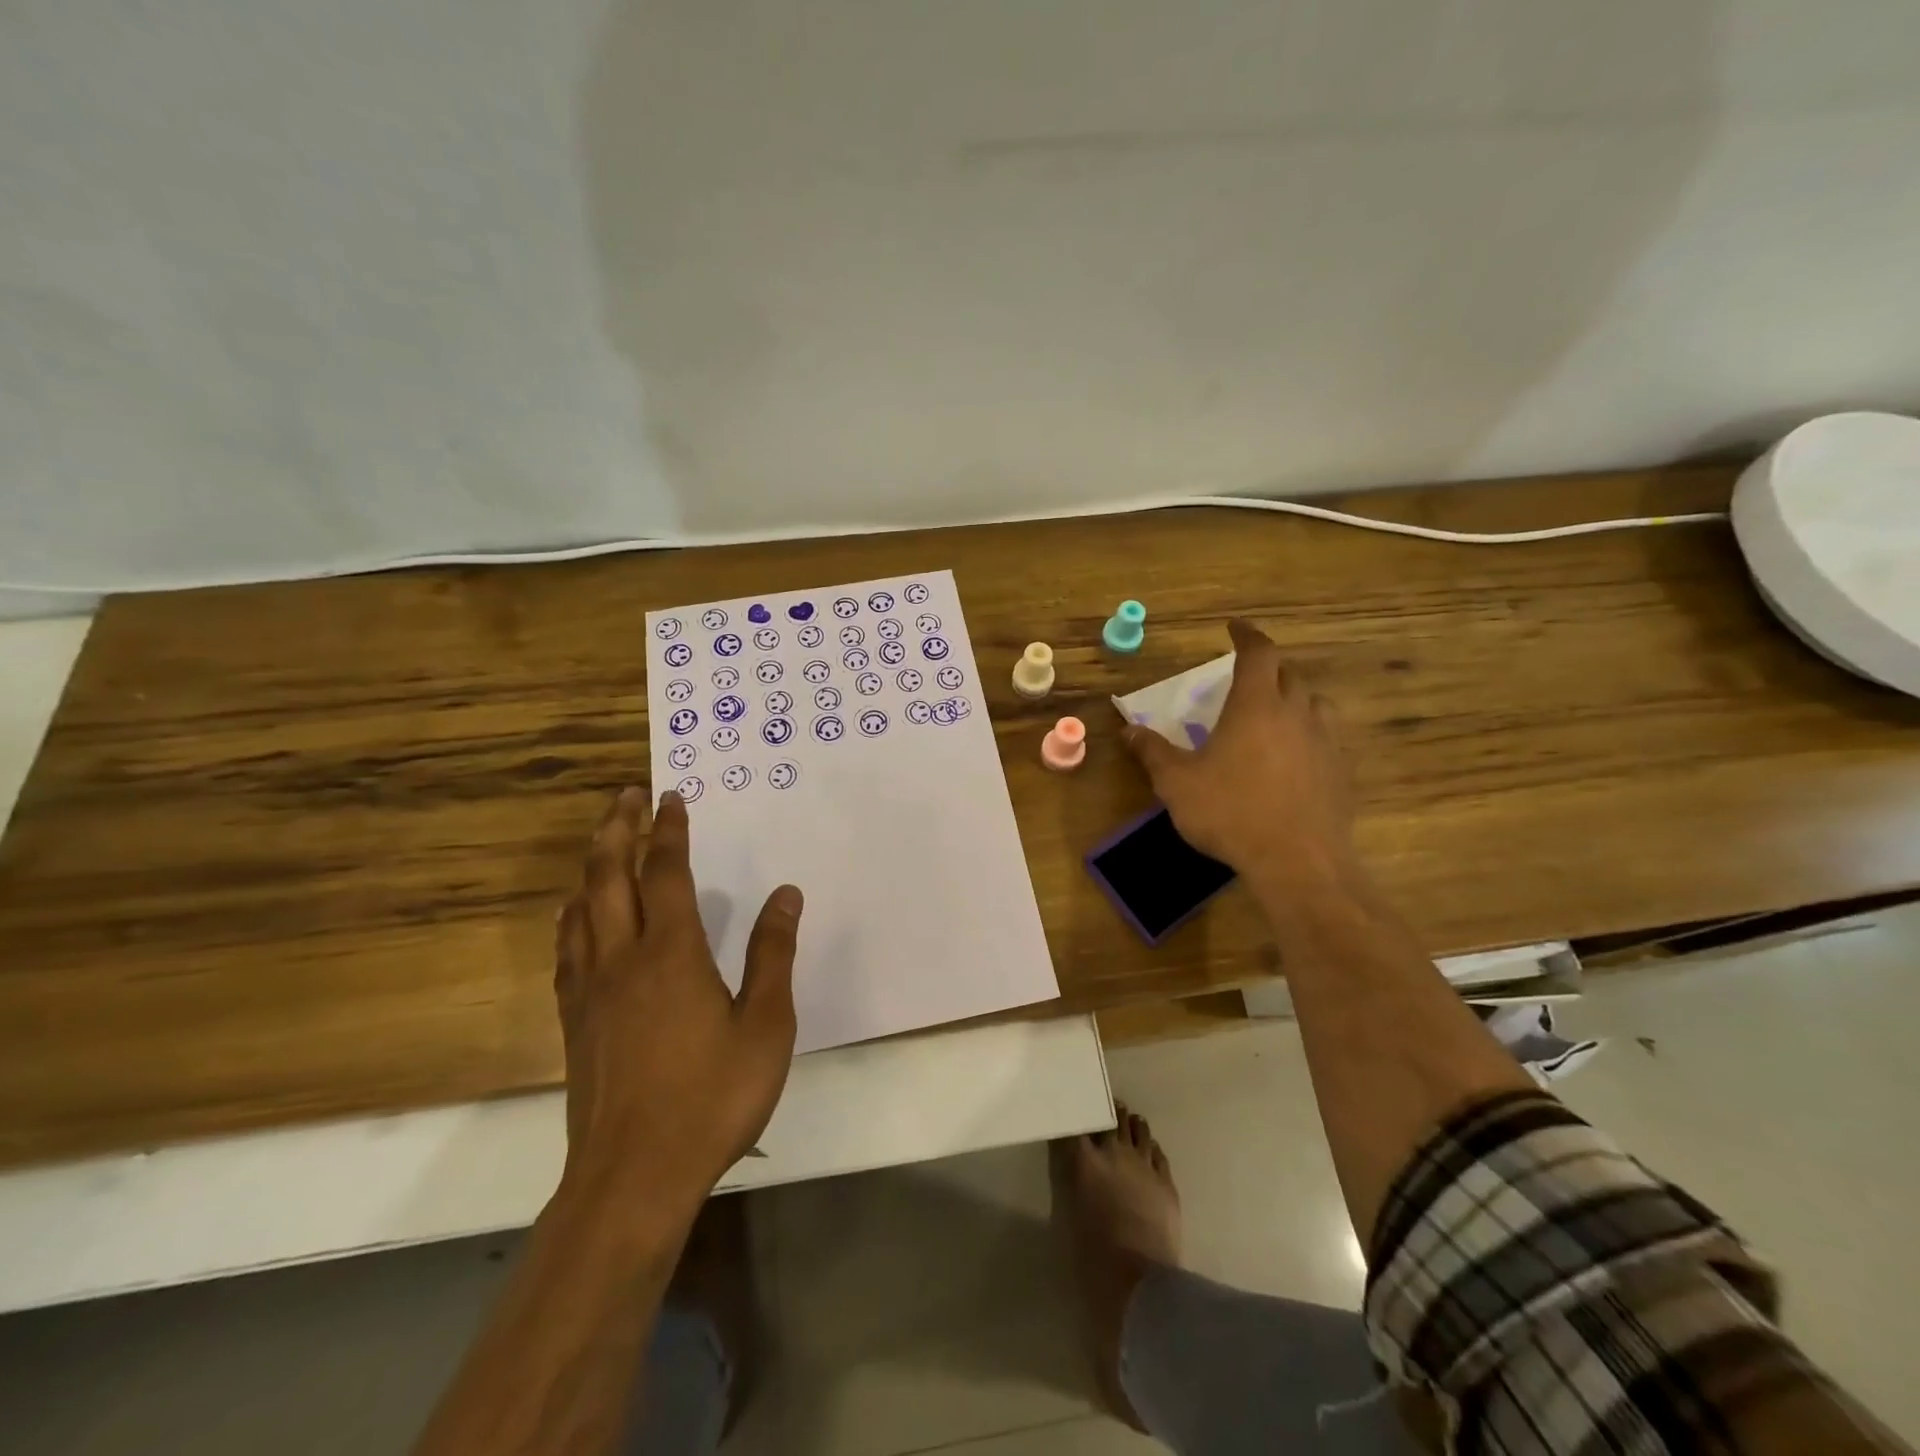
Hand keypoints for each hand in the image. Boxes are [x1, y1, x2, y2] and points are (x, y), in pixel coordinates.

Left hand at [554, 788, 803, 1200]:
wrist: (633, 1177)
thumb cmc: (712, 1097)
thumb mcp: (765, 1024)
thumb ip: (773, 954)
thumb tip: (786, 894)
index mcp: (672, 952)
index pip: (665, 873)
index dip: (668, 831)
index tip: (671, 797)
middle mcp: (622, 958)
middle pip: (608, 877)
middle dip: (617, 829)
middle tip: (627, 796)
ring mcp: (590, 991)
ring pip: (580, 909)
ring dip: (591, 867)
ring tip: (603, 844)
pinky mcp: (574, 1022)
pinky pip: (567, 949)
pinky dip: (572, 916)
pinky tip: (577, 918)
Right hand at [1123, 619, 1355, 882]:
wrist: (1298, 862)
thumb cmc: (1230, 812)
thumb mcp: (1176, 783)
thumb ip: (1152, 752)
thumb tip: (1128, 730)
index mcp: (1256, 705)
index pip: (1258, 653)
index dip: (1246, 635)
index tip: (1234, 627)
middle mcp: (1296, 713)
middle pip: (1288, 674)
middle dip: (1267, 668)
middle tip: (1246, 678)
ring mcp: (1325, 742)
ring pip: (1313, 704)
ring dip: (1292, 699)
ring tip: (1273, 715)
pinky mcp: (1341, 771)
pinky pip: (1326, 738)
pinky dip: (1308, 734)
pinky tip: (1294, 758)